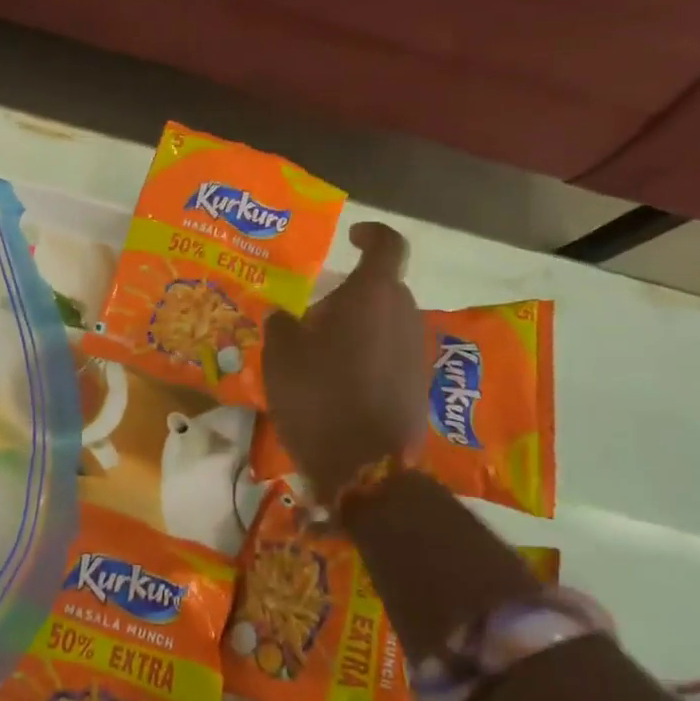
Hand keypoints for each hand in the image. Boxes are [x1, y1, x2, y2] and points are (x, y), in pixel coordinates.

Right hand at [263, 222, 428, 501]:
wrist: (366, 466)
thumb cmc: (319, 396)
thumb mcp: (281, 356)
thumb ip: (282, 324)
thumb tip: (285, 315)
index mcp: (373, 295)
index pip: (387, 245)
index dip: (371, 233)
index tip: (352, 235)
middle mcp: (403, 315)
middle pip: (382, 289)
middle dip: (351, 294)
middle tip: (314, 315)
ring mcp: (415, 352)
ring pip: (386, 322)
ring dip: (359, 327)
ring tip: (320, 352)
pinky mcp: (418, 385)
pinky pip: (391, 353)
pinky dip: (368, 355)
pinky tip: (337, 381)